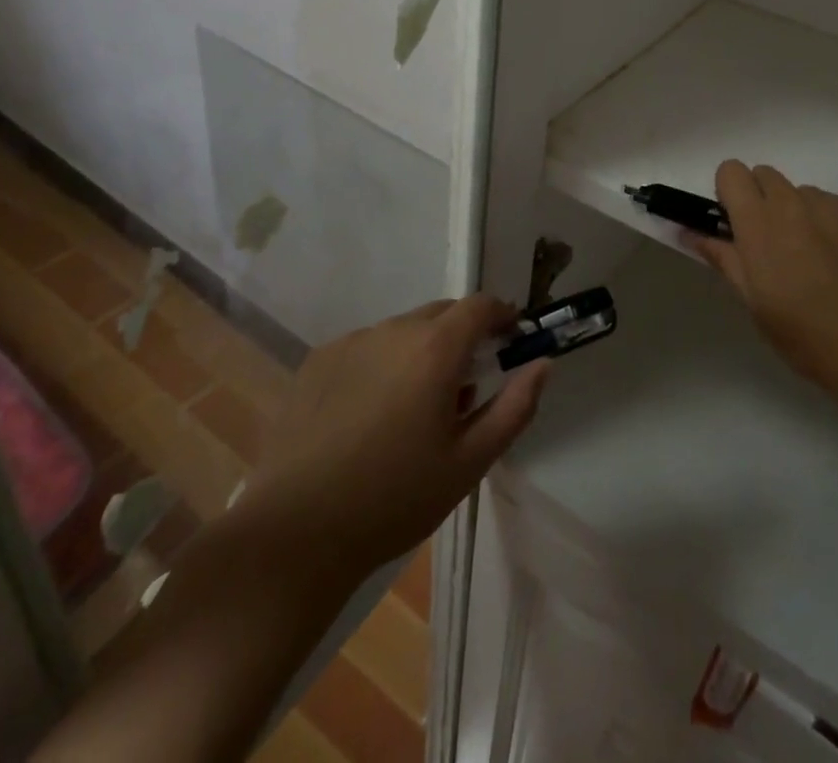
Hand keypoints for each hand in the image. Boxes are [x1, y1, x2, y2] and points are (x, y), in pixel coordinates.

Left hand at [240, 296, 548, 580]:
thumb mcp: (469, 462)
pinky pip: (366, 347)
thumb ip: (514, 407)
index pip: (480, 305)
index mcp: (435, 348)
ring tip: (412, 410)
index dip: (502, 316)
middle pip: (442, 314)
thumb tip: (542, 364)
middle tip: (463, 389)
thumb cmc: (394, 499)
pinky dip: (382, 364)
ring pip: (403, 331)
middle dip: (463, 337)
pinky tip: (368, 416)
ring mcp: (351, 342)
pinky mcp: (317, 361)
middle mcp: (394, 330)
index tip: (511, 340)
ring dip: (421, 352)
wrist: (295, 532)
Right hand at [686, 161, 837, 405]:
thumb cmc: (807, 337)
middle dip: (760, 201)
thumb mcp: (754, 303)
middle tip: (771, 246)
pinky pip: (834, 205)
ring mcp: (834, 205)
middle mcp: (795, 203)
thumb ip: (723, 258)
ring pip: (801, 193)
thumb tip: (692, 232)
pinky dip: (829, 224)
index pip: (731, 171)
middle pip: (765, 175)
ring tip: (815, 261)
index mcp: (760, 223)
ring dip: (797, 214)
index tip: (736, 226)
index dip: (729, 195)